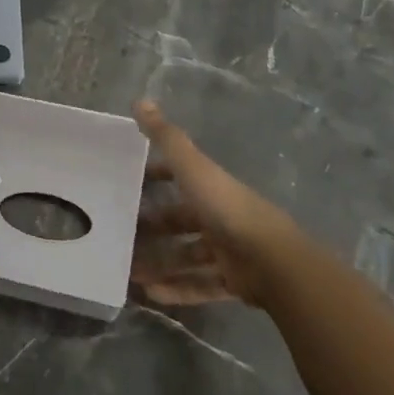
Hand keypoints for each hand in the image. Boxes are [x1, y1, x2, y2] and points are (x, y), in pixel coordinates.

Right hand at [130, 99, 305, 310]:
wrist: (273, 262)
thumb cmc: (227, 209)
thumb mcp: (193, 168)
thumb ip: (166, 138)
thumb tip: (139, 100)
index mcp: (211, 187)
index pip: (180, 176)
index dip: (156, 176)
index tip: (129, 183)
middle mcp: (219, 216)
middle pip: (181, 220)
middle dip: (152, 227)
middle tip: (120, 234)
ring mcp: (228, 251)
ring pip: (187, 256)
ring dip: (159, 263)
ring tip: (128, 272)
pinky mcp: (233, 282)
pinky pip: (200, 286)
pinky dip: (176, 290)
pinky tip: (149, 295)